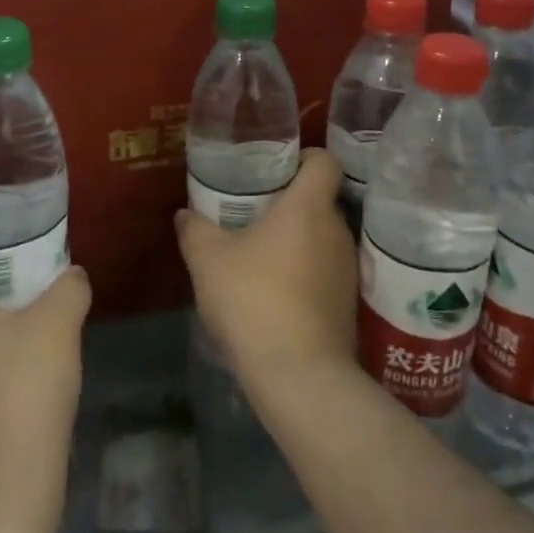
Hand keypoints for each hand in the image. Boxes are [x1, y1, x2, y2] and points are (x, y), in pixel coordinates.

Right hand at [175, 148, 357, 396]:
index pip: (324, 160)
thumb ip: (195, 230)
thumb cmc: (253, 299)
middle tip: (256, 210)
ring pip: (322, 237)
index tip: (278, 167)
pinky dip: (305, 272)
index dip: (305, 157)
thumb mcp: (208, 260)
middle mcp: (336, 230)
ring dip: (297, 240)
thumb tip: (185, 214)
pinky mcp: (348, 304)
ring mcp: (347, 269)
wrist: (299, 375)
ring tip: (261, 254)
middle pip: (320, 200)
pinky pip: (325, 271)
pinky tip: (276, 292)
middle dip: (291, 202)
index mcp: (309, 206)